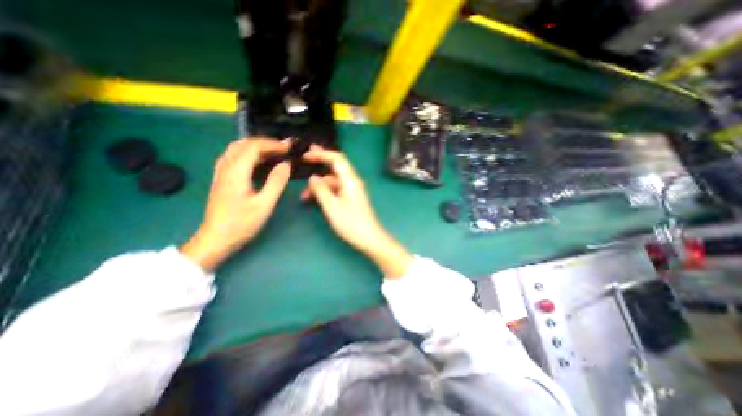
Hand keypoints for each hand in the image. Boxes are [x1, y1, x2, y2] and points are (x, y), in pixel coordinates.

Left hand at [180, 139, 290, 271]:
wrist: (216, 239)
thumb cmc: (242, 223)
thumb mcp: (265, 204)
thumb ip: (276, 182)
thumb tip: (286, 164)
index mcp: (236, 172)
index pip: (254, 146)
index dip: (273, 144)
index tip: (289, 148)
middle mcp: (226, 167)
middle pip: (243, 143)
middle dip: (265, 142)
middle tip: (282, 149)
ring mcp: (221, 172)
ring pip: (236, 149)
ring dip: (256, 146)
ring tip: (273, 153)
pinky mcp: (221, 179)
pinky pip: (233, 157)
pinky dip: (248, 153)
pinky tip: (258, 162)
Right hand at [303, 145, 414, 276]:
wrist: (369, 238)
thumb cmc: (351, 223)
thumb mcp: (332, 206)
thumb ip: (321, 190)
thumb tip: (313, 177)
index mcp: (350, 180)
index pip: (337, 159)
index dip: (321, 153)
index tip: (306, 154)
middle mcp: (352, 182)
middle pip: (335, 168)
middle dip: (320, 163)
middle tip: (304, 159)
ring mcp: (352, 191)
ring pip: (333, 182)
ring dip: (319, 186)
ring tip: (304, 197)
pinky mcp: (351, 199)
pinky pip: (336, 191)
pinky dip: (325, 193)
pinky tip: (315, 200)